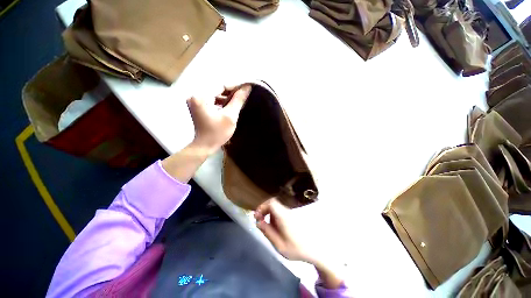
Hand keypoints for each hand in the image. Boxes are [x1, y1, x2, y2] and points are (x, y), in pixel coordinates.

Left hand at [187, 84, 251, 151]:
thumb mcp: (230, 116)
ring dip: (227, 97)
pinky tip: (230, 105)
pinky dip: (221, 101)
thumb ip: (238, 100)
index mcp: (201, 97)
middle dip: (231, 92)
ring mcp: (195, 100)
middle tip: (244, 95)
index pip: (221, 85)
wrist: (205, 145)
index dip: (235, 87)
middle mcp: (195, 95)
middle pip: (217, 89)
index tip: (247, 88)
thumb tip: (247, 87)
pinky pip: (212, 99)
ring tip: (238, 101)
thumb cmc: (217, 133)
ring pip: (215, 94)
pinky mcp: (197, 105)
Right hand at [254, 199, 316, 262]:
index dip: (262, 206)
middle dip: (264, 210)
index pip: (271, 202)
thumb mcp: (279, 245)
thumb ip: (268, 232)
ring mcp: (290, 213)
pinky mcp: (293, 216)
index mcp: (283, 216)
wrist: (314, 250)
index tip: (257, 216)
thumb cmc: (296, 249)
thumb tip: (258, 222)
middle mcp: (287, 212)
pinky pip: (281, 212)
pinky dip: (275, 217)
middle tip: (259, 220)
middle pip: (273, 203)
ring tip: (267, 227)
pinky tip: (276, 228)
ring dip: (269, 214)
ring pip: (276, 208)